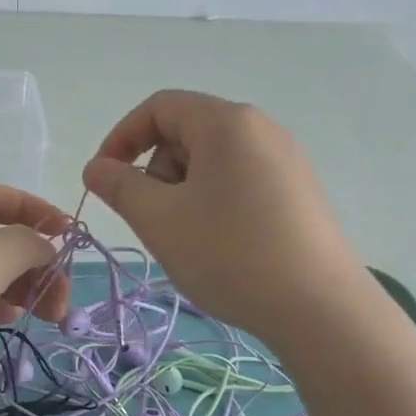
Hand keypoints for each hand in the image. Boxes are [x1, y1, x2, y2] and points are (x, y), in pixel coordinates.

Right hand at [81, 90, 366, 343]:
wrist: (319, 308)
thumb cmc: (229, 254)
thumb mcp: (159, 219)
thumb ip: (119, 186)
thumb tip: (96, 167)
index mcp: (226, 122)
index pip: (159, 107)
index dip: (121, 138)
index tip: (104, 179)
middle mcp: (261, 129)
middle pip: (186, 132)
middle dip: (156, 170)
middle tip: (154, 218)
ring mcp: (285, 160)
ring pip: (211, 160)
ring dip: (183, 191)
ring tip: (188, 238)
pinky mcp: (299, 191)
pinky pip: (239, 180)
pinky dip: (213, 202)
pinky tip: (220, 244)